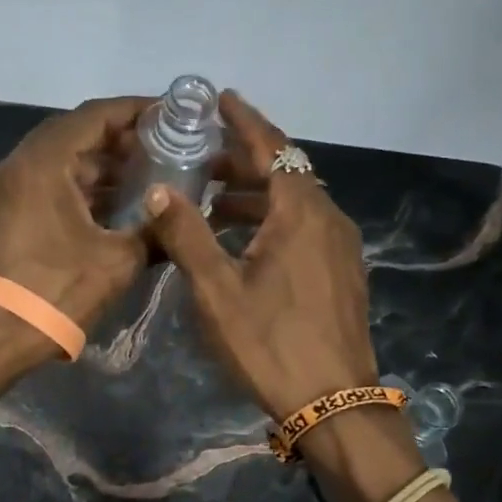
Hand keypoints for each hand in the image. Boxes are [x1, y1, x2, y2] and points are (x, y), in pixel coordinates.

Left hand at [0, 97, 153, 342]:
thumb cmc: (59, 290)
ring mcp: (7, 190)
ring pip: (60, 162)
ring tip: (144, 179)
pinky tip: (113, 207)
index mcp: (44, 162)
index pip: (94, 116)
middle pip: (75, 134)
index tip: (168, 115)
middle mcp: (19, 165)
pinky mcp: (4, 214)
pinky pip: (47, 185)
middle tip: (161, 150)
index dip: (134, 111)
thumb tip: (178, 221)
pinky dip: (79, 188)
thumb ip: (153, 231)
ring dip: (100, 167)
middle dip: (120, 140)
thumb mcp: (119, 260)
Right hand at [144, 92, 379, 418]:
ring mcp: (341, 247)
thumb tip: (158, 192)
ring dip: (256, 195)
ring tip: (213, 202)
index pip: (271, 147)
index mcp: (300, 212)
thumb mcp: (217, 290)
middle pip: (286, 172)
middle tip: (201, 157)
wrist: (333, 401)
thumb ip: (186, 236)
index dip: (244, 121)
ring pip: (295, 202)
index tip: (220, 99)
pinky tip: (246, 242)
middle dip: (244, 160)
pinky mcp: (343, 272)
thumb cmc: (270, 343)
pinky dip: (273, 220)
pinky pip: (305, 227)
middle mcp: (328, 218)